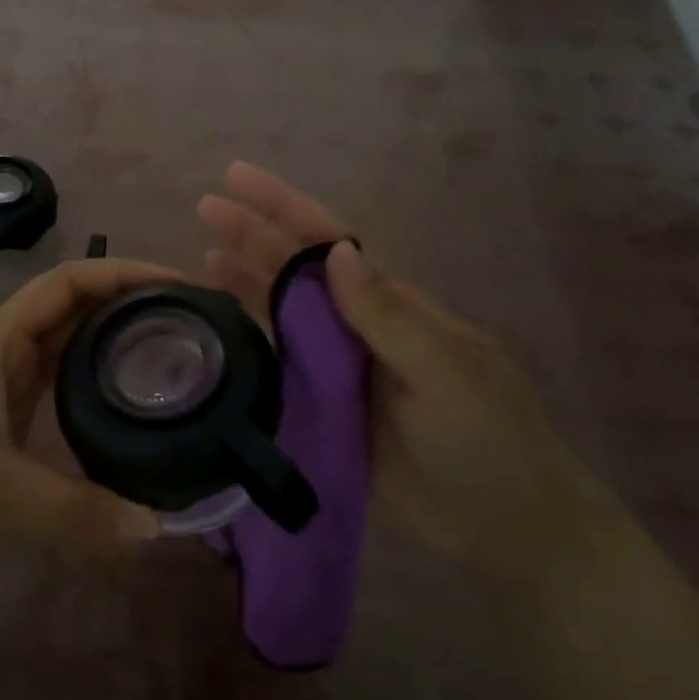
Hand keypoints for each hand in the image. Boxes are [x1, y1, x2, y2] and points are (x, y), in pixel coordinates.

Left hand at [0, 260, 170, 574]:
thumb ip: (76, 511)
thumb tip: (156, 527)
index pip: (68, 282)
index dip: (123, 272)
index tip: (178, 285)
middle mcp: (0, 349)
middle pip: (72, 305)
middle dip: (127, 302)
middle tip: (189, 320)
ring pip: (63, 343)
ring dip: (110, 338)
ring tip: (168, 349)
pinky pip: (52, 380)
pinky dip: (89, 378)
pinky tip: (120, 398)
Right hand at [199, 162, 612, 594]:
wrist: (500, 523)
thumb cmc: (485, 437)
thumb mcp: (445, 370)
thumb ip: (388, 315)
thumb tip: (336, 250)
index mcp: (389, 302)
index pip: (327, 239)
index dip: (282, 205)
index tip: (237, 176)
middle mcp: (356, 324)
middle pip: (295, 269)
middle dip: (252, 234)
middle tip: (204, 208)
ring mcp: (337, 366)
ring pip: (281, 312)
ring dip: (245, 282)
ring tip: (198, 259)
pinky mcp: (322, 407)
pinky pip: (277, 363)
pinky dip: (248, 341)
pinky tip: (219, 331)